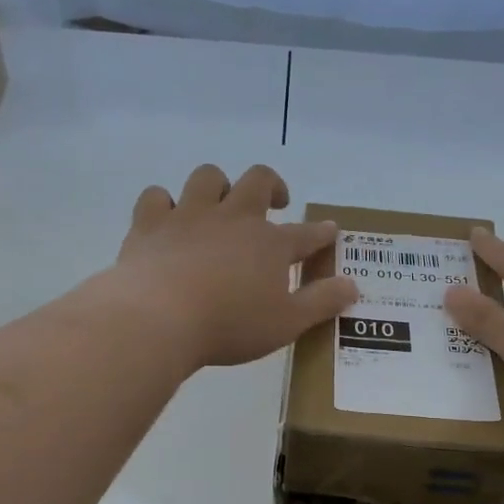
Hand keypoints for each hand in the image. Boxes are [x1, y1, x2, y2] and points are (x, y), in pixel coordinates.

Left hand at [107, 163, 357, 369]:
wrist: (160, 319)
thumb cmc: (231, 325)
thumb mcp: (287, 323)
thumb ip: (322, 302)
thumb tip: (353, 285)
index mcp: (270, 244)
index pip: (306, 234)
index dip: (321, 233)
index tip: (329, 232)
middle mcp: (233, 218)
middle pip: (258, 181)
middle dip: (272, 186)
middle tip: (276, 202)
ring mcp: (189, 216)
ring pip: (208, 178)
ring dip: (218, 186)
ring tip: (219, 205)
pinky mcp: (150, 224)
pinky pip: (157, 197)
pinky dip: (164, 204)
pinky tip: (167, 219)